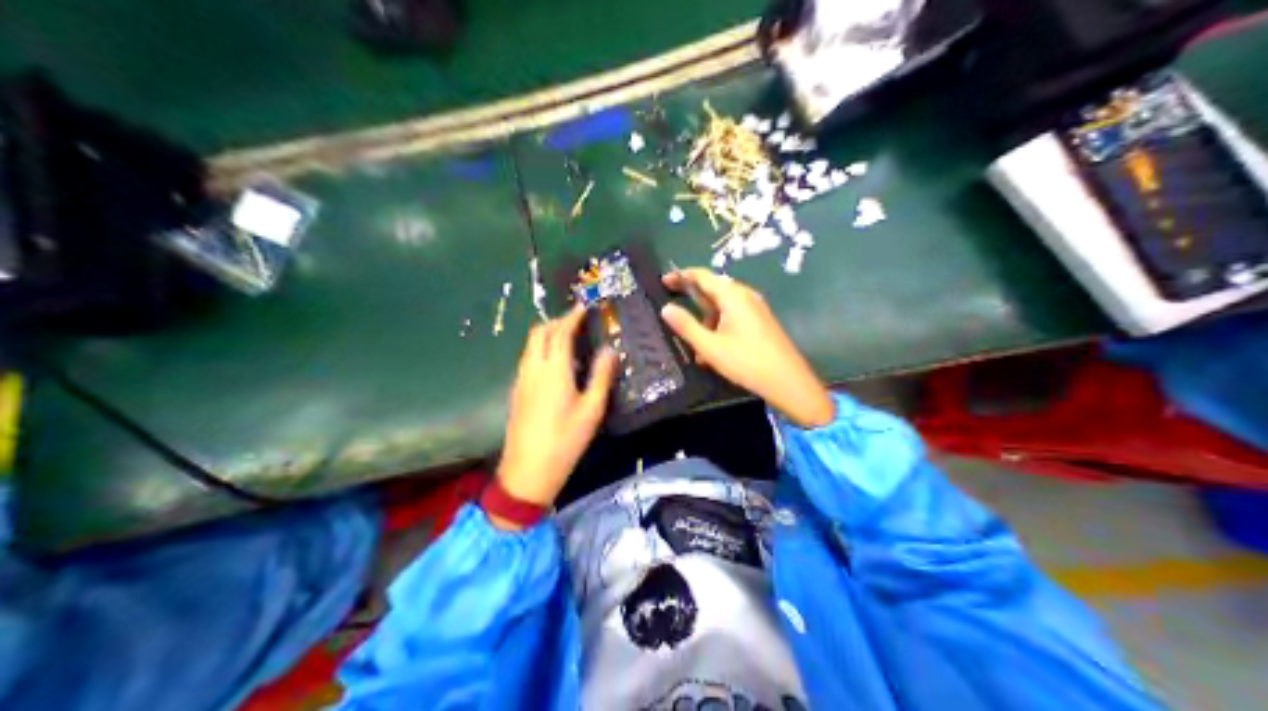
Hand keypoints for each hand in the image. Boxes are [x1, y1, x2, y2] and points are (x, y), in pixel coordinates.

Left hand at [492, 302, 617, 520]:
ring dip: (546, 335)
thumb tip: (610, 350)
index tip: (584, 306)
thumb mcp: (592, 410)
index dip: (573, 316)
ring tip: (567, 340)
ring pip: (530, 345)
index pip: (561, 331)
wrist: (528, 470)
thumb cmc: (566, 440)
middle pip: (540, 332)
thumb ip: (601, 376)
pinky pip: (527, 358)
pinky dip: (540, 350)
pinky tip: (554, 365)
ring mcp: (521, 379)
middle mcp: (533, 367)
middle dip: (557, 321)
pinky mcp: (516, 391)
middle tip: (576, 322)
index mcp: (554, 368)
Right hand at [664, 270, 835, 428]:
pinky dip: (718, 326)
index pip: (703, 276)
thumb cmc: (746, 361)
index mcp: (732, 295)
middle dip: (692, 297)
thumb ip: (686, 326)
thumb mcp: (710, 347)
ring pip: (723, 305)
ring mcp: (755, 308)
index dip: (682, 276)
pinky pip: (733, 316)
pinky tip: (711, 349)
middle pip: (713, 288)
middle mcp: (745, 295)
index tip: (663, 281)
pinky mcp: (760, 322)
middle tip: (671, 305)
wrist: (787, 380)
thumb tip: (666, 308)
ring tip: (692, 340)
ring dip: (705, 318)